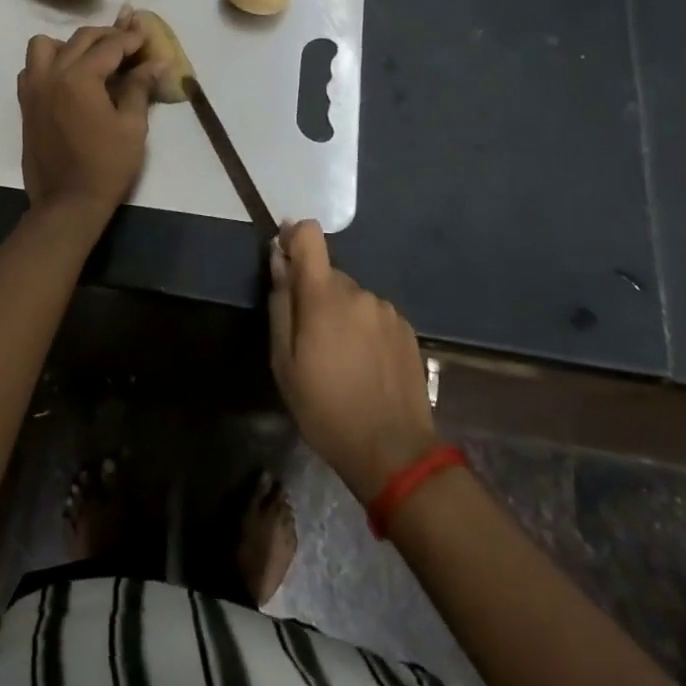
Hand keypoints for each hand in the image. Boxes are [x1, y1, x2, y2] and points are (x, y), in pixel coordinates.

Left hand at [18, 22, 155, 217]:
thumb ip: (139, 87)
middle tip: (129, 42)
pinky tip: (68, 78)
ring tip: (91, 58)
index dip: (131, 38)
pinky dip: (49, 63)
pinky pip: (32, 68)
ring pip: (45, 46)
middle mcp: (52, 75)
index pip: (110, 46)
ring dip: (70, 44)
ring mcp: (34, 88)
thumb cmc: (107, 166)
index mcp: (80, 78)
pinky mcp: (26, 104)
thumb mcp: (132, 126)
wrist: (67, 202)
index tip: (147, 34)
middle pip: (80, 39)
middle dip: (107, 36)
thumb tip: (156, 62)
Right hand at [267, 221, 437, 502]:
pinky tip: (366, 366)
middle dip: (316, 295)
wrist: (393, 451)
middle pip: (329, 274)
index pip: (310, 235)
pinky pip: (374, 316)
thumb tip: (279, 259)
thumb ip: (281, 304)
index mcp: (324, 294)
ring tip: (341, 360)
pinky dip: (364, 330)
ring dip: (342, 315)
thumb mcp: (284, 362)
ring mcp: (386, 309)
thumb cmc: (325, 408)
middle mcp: (358, 291)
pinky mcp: (406, 328)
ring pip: (352, 297)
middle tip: (310, 340)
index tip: (285, 257)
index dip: (294, 238)